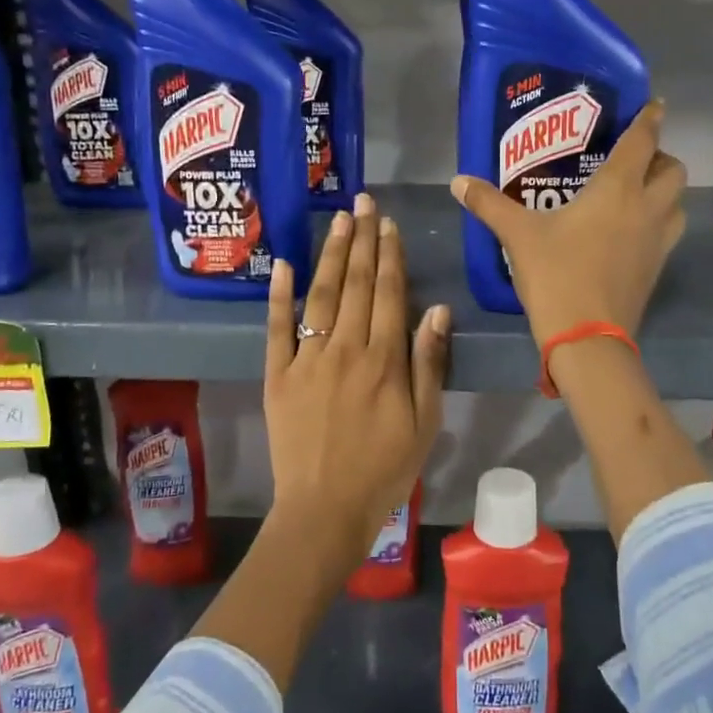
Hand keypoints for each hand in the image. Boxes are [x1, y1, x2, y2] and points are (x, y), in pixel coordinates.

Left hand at [263, 192, 450, 570]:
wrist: (325, 510)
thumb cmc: (384, 470)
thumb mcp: (425, 423)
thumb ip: (429, 364)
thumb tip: (436, 309)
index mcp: (384, 360)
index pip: (389, 294)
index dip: (390, 256)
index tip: (388, 225)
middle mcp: (346, 349)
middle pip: (356, 285)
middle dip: (361, 240)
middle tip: (362, 202)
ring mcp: (307, 360)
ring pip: (321, 296)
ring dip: (331, 255)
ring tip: (338, 220)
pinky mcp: (277, 375)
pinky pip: (276, 328)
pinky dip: (279, 295)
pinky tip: (282, 263)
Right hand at [451, 100, 686, 345]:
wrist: (587, 337)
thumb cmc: (556, 275)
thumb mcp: (518, 235)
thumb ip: (489, 204)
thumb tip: (458, 182)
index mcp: (618, 190)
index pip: (643, 141)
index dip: (649, 118)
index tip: (654, 104)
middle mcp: (646, 209)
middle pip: (673, 171)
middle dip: (659, 158)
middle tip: (632, 160)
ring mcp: (657, 242)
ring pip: (677, 203)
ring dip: (664, 191)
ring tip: (635, 193)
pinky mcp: (656, 269)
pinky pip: (667, 233)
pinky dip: (657, 222)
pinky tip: (628, 232)